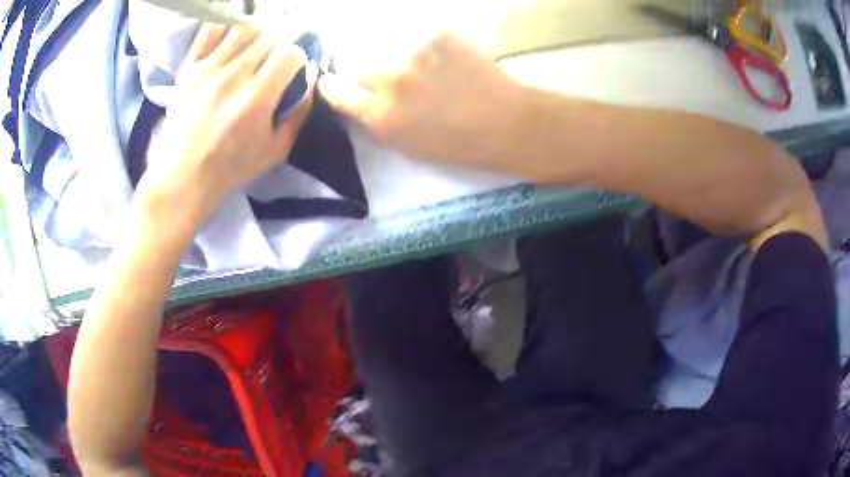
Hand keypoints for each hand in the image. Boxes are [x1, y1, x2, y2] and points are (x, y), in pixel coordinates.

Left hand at [135, 24, 315, 241]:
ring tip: (254, 49)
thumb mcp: (276, 151)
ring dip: (257, 34)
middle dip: (280, 46)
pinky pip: (210, 30)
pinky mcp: (188, 68)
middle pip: (270, 36)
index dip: (298, 58)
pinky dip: (226, 27)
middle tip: (274, 61)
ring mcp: (207, 69)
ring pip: (244, 28)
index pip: (290, 53)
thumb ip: (299, 112)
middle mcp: (232, 76)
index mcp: (256, 98)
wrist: (181, 178)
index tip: (293, 71)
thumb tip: (309, 78)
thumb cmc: (230, 169)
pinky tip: (231, 39)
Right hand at [318, 33, 526, 168]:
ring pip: (392, 52)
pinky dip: (433, 51)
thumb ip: (379, 123)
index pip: (336, 91)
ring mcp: (415, 53)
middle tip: (395, 84)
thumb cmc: (461, 147)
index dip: (334, 87)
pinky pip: (424, 41)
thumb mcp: (410, 147)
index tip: (335, 85)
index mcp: (381, 115)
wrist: (510, 125)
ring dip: (403, 63)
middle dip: (370, 77)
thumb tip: (362, 104)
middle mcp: (391, 80)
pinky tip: (453, 64)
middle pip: (361, 68)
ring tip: (432, 75)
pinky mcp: (440, 37)